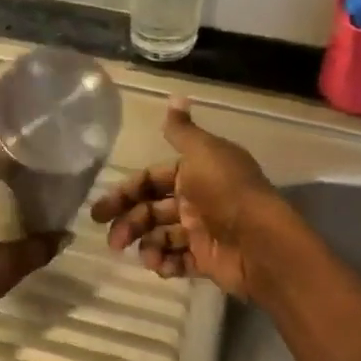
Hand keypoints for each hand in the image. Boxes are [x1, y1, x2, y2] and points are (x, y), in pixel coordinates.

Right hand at [89, 98, 285, 297]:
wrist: (259, 240)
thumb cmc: (226, 191)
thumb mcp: (202, 152)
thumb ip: (182, 131)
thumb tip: (175, 96)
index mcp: (195, 173)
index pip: (151, 180)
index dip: (126, 192)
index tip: (101, 210)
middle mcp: (196, 200)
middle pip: (152, 210)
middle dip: (129, 223)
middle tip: (112, 241)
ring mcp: (202, 232)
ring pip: (162, 237)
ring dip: (146, 245)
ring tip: (142, 255)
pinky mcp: (206, 260)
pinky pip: (179, 261)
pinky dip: (166, 263)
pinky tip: (160, 265)